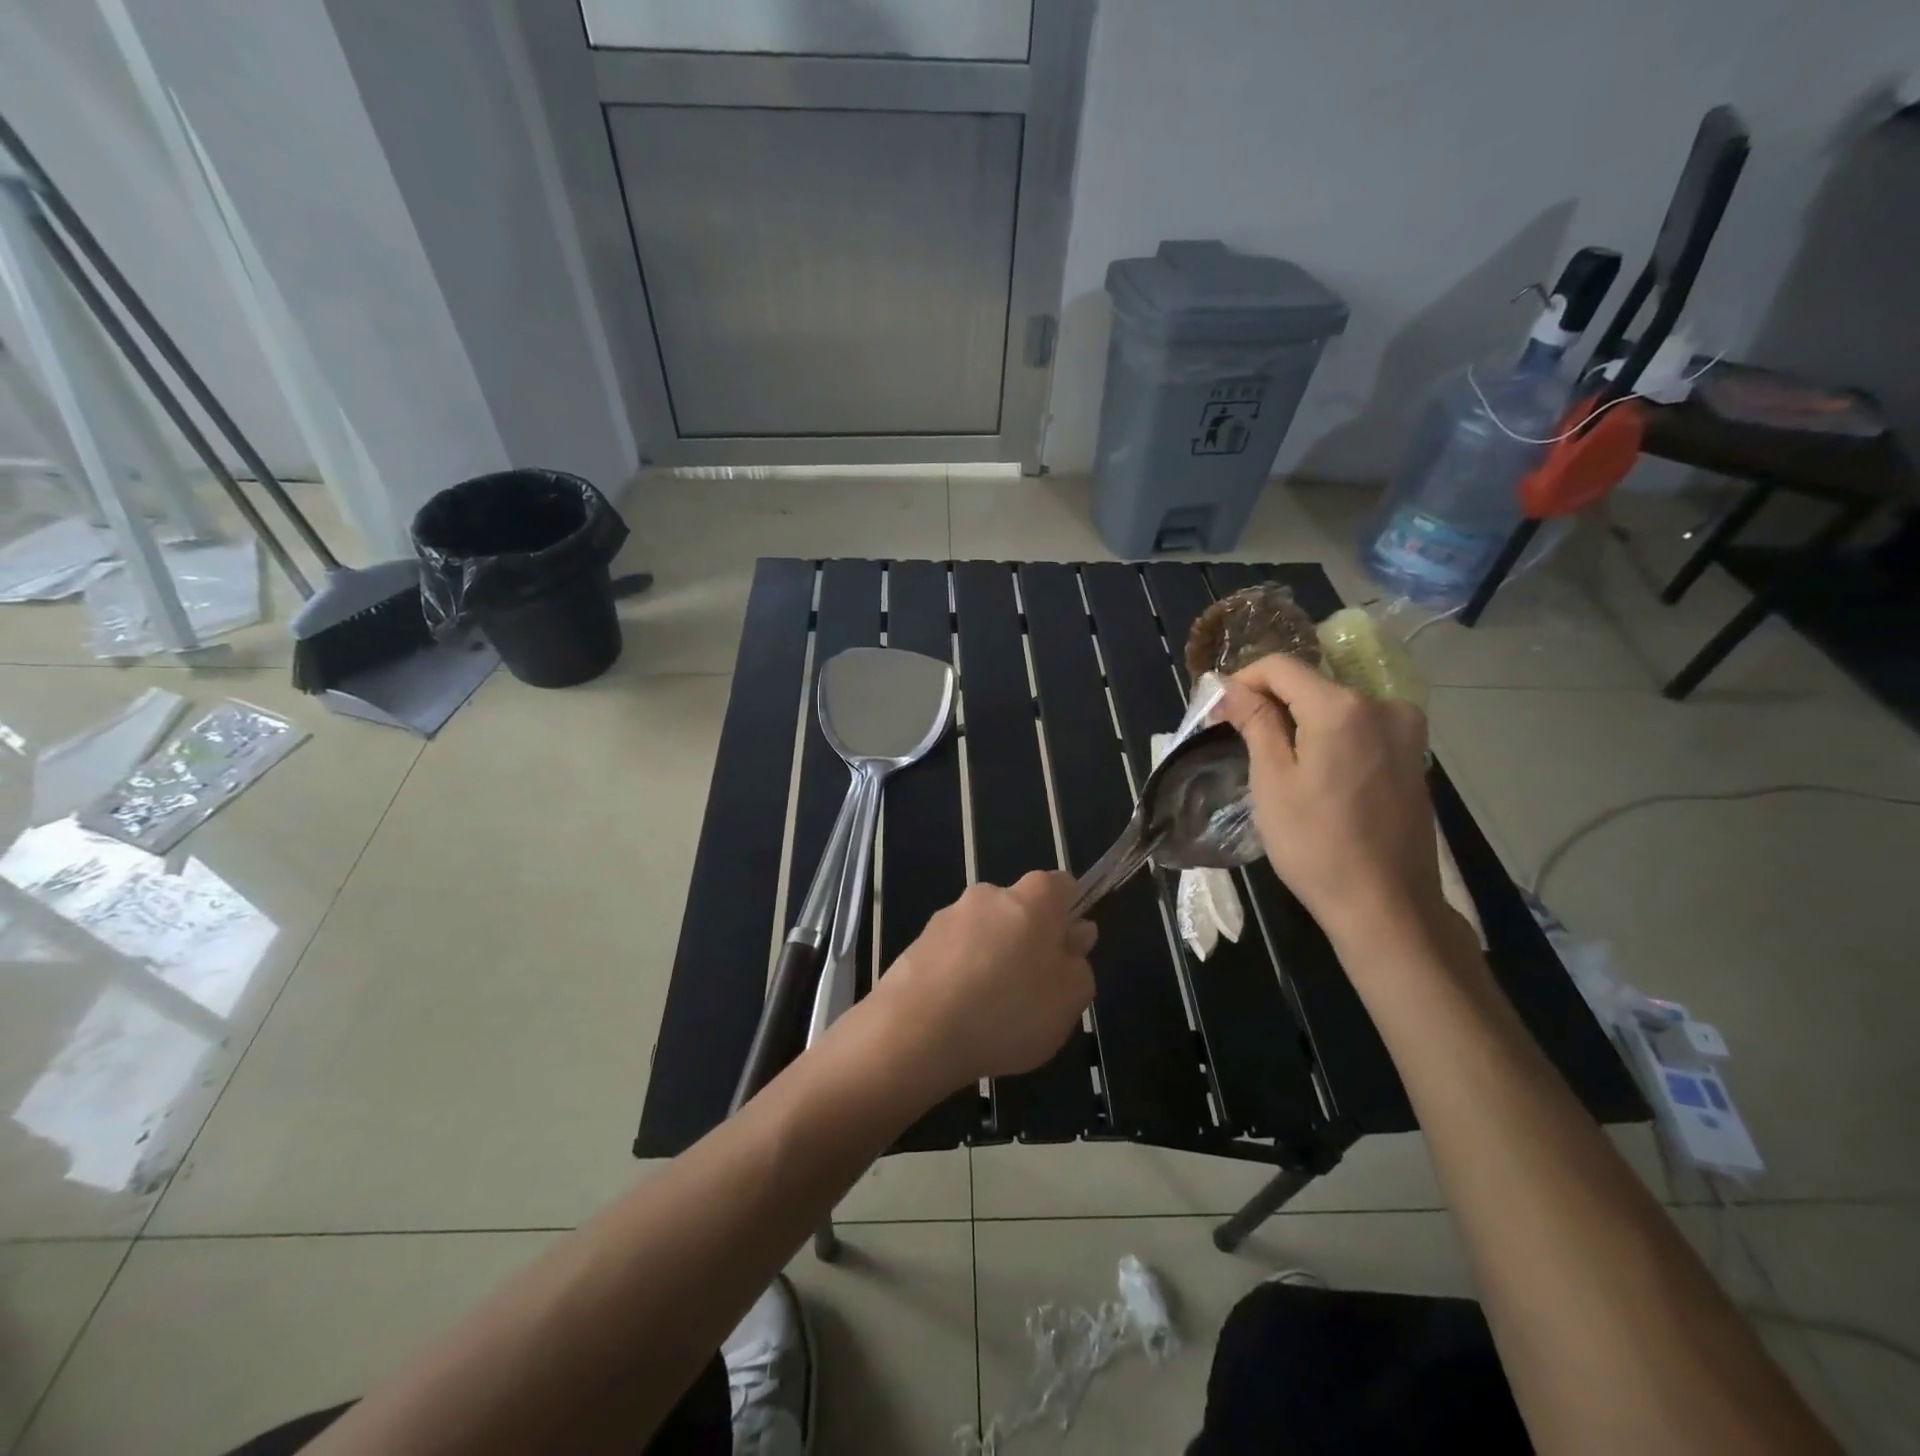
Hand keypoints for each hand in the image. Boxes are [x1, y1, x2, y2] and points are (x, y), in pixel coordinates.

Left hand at [869, 872, 1095, 1094]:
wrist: (917, 1032)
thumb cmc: (1009, 1011)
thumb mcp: (1070, 999)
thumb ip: (1079, 963)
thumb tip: (1075, 935)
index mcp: (1032, 897)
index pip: (1061, 886)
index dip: (1069, 915)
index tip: (1067, 952)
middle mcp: (988, 894)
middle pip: (1019, 910)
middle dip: (1028, 941)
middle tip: (1032, 991)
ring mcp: (948, 915)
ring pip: (984, 933)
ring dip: (992, 959)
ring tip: (991, 1012)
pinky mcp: (918, 942)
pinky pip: (954, 954)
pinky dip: (961, 974)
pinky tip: (959, 1014)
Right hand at [1214, 652, 1442, 948]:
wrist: (1386, 905)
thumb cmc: (1316, 844)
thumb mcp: (1272, 781)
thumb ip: (1255, 722)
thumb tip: (1229, 686)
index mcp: (1343, 707)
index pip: (1281, 667)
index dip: (1242, 680)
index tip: (1218, 711)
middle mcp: (1382, 705)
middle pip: (1311, 682)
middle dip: (1269, 701)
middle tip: (1238, 736)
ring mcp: (1406, 729)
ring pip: (1335, 704)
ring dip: (1299, 718)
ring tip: (1273, 757)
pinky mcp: (1414, 754)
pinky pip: (1360, 725)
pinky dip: (1328, 734)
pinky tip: (1313, 770)